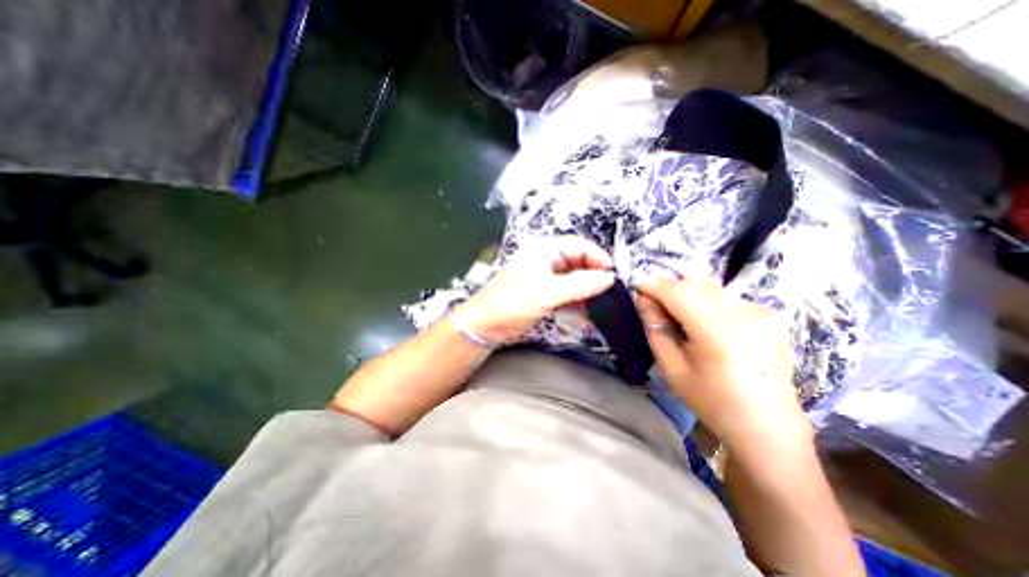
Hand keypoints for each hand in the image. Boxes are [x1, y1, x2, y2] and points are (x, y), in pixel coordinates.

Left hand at [456, 236, 613, 343]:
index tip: (613, 275)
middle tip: (609, 292)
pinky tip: (587, 313)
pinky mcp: (544, 294)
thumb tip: (608, 278)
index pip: (578, 246)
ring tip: (601, 304)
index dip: (598, 258)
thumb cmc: (511, 304)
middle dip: (594, 276)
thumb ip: (579, 285)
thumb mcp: (546, 293)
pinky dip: (578, 302)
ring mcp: (545, 278)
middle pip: (578, 262)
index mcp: (543, 250)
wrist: (485, 327)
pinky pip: (567, 294)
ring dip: (587, 291)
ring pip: (574, 280)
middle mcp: (546, 260)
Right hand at [637, 278, 812, 451]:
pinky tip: (707, 325)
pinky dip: (708, 302)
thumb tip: (643, 300)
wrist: (768, 427)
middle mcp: (744, 314)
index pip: (678, 292)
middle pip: (696, 283)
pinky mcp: (770, 315)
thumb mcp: (672, 368)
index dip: (654, 284)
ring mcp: (761, 312)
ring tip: (680, 317)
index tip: (636, 285)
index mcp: (718, 333)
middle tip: (656, 305)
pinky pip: (727, 297)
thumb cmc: (712, 402)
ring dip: (689, 294)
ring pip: (711, 287)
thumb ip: (656, 329)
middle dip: (670, 288)